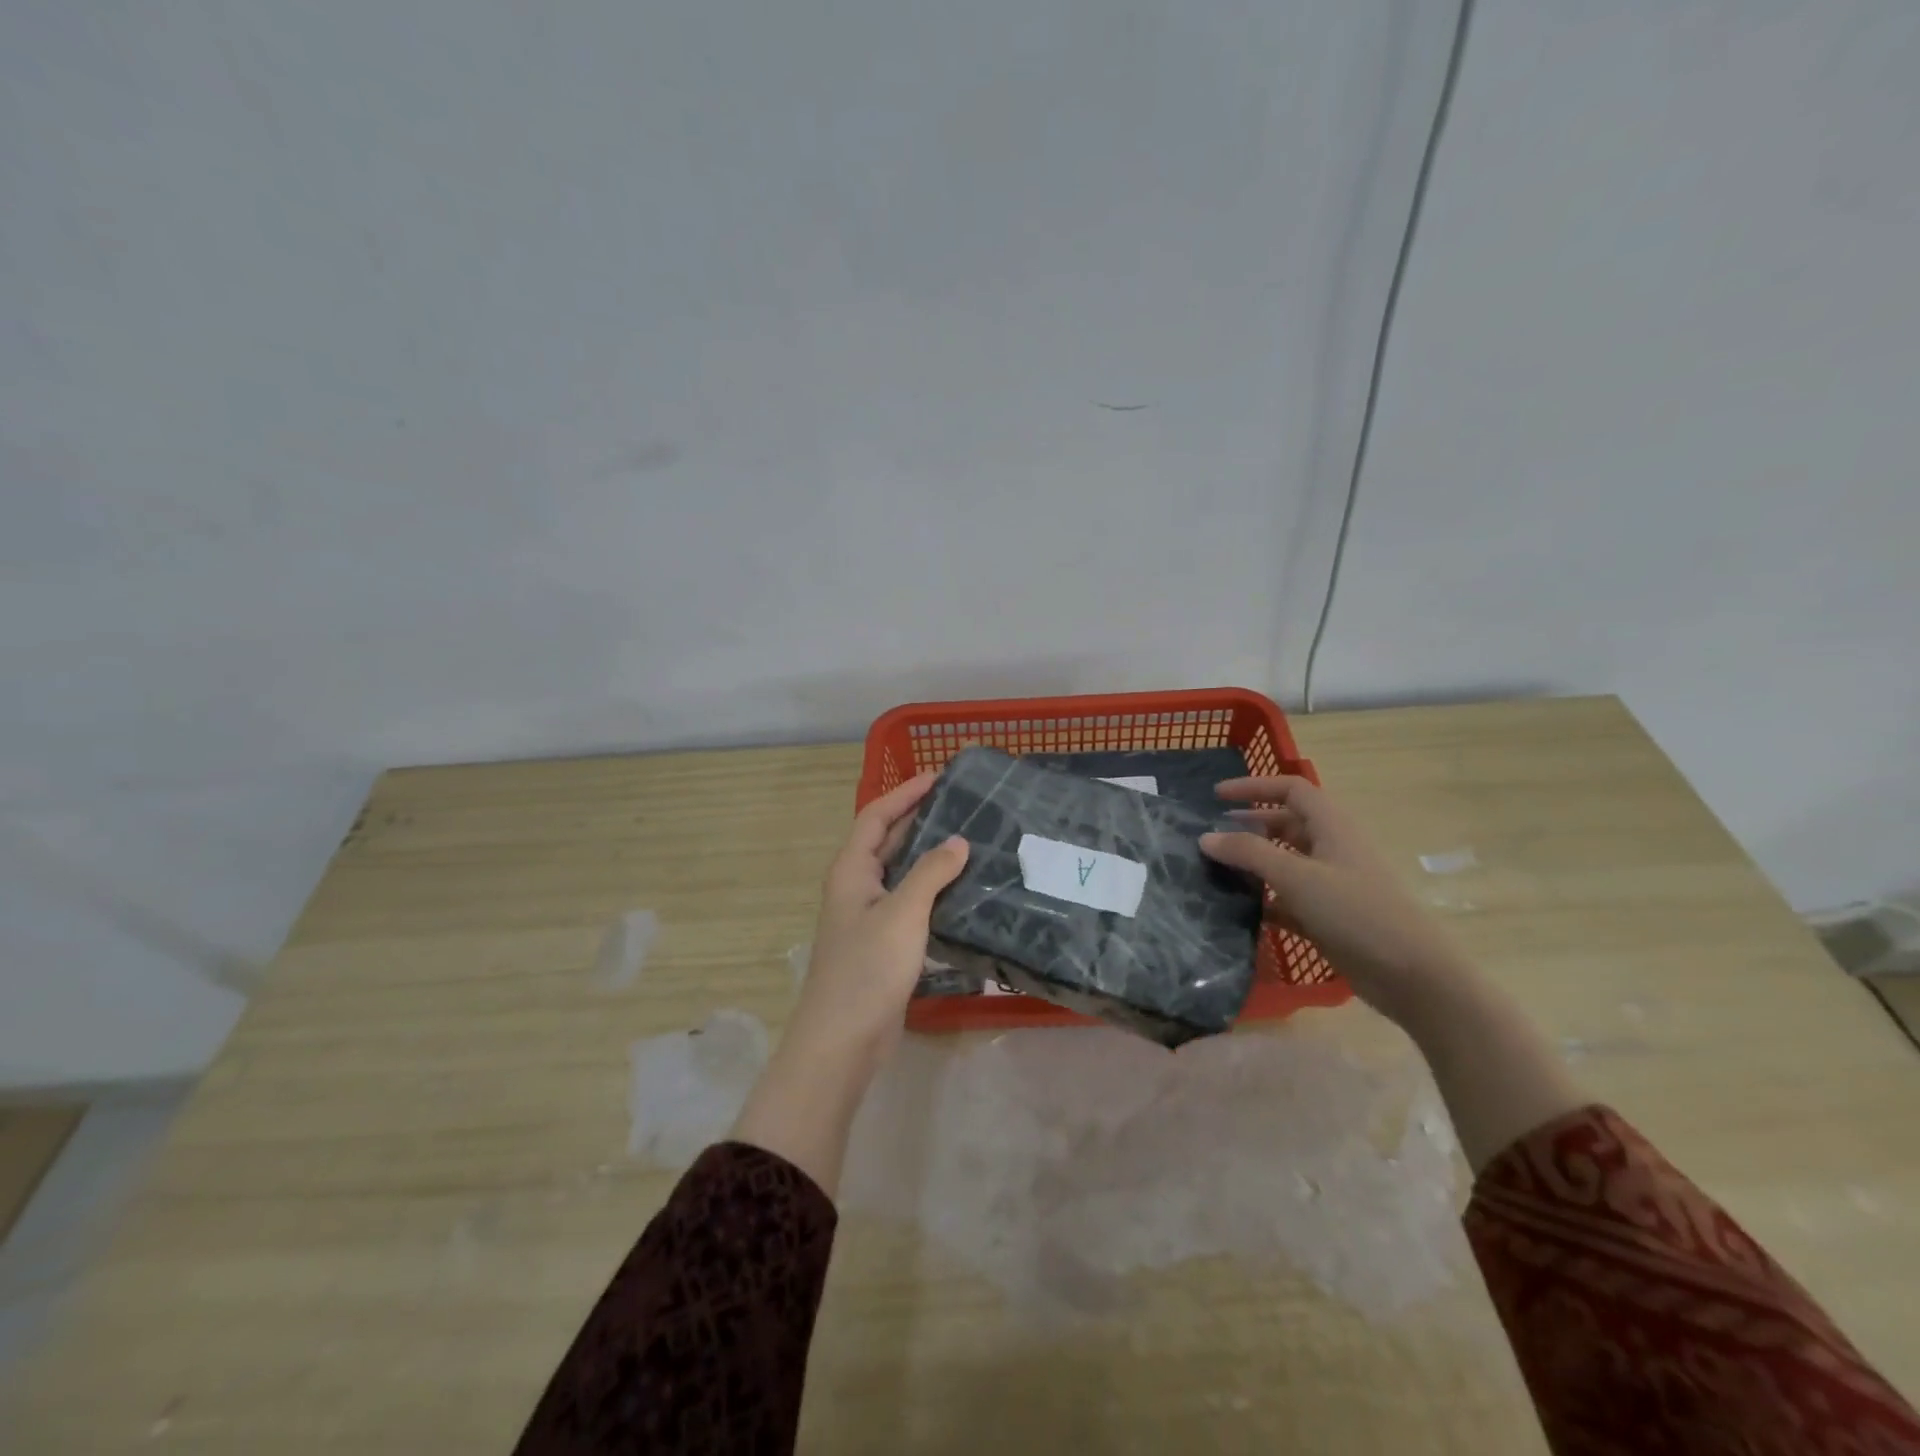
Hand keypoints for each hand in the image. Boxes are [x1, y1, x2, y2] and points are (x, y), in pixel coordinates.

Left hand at [732, 773, 966, 1196]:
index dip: (904, 793)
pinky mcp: (883, 945)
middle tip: (962, 806)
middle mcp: (856, 887)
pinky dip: (932, 891)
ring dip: (929, 856)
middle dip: (919, 820)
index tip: (939, 777)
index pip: (876, 816)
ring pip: (901, 874)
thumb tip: (959, 841)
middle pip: (887, 841)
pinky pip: (910, 904)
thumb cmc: (867, 969)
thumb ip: (931, 873)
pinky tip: (962, 892)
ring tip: (970, 841)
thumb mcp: (903, 913)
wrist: (842, 1040)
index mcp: (851, 870)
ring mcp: (868, 918)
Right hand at [1199, 775, 1467, 1026]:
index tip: (1216, 796)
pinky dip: (1265, 899)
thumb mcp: (1297, 877)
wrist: (1412, 974)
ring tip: (1215, 872)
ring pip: (1285, 862)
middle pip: (1285, 824)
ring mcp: (1332, 884)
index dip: (1254, 787)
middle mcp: (1332, 848)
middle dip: (1248, 826)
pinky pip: (1288, 898)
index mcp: (1332, 826)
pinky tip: (1238, 909)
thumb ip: (1248, 853)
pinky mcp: (1329, 916)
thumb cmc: (1356, 912)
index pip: (1291, 789)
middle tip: (1210, 837)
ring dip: (1253, 864)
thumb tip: (1205, 837)